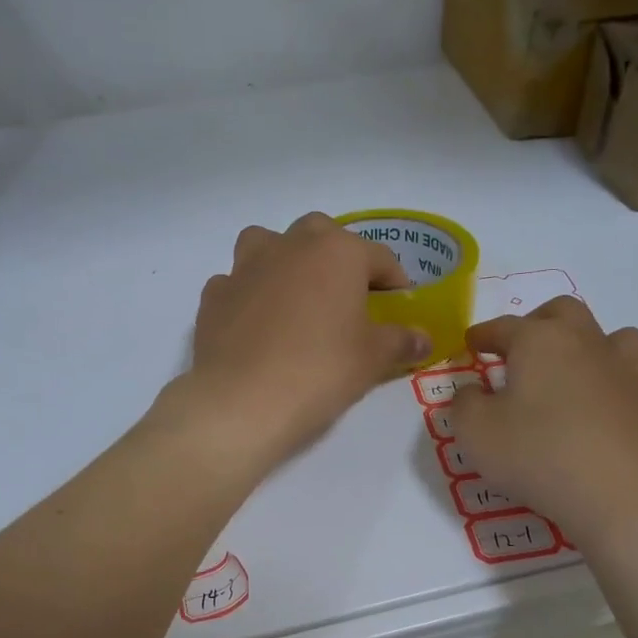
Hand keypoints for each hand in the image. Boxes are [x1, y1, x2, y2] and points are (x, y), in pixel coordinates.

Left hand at [176, 213, 430, 467]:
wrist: (241, 401)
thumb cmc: (319, 372)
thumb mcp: (372, 359)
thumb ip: (400, 341)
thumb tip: (423, 338)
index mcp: (337, 252)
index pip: (379, 257)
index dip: (395, 281)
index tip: (399, 306)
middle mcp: (290, 245)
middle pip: (321, 235)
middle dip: (337, 258)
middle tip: (346, 297)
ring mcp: (246, 266)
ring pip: (269, 244)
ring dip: (285, 261)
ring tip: (295, 297)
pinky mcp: (214, 294)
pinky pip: (237, 282)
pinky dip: (249, 295)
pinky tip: (256, 324)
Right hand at [452, 297, 637, 567]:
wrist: (626, 496)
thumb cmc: (539, 454)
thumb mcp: (476, 433)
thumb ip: (465, 404)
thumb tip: (473, 391)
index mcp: (539, 340)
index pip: (504, 326)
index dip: (484, 335)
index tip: (472, 344)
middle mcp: (584, 342)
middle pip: (561, 312)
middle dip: (536, 322)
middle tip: (518, 351)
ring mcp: (623, 370)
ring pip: (608, 334)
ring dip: (583, 343)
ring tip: (566, 371)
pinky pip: (626, 374)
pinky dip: (606, 379)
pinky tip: (592, 408)